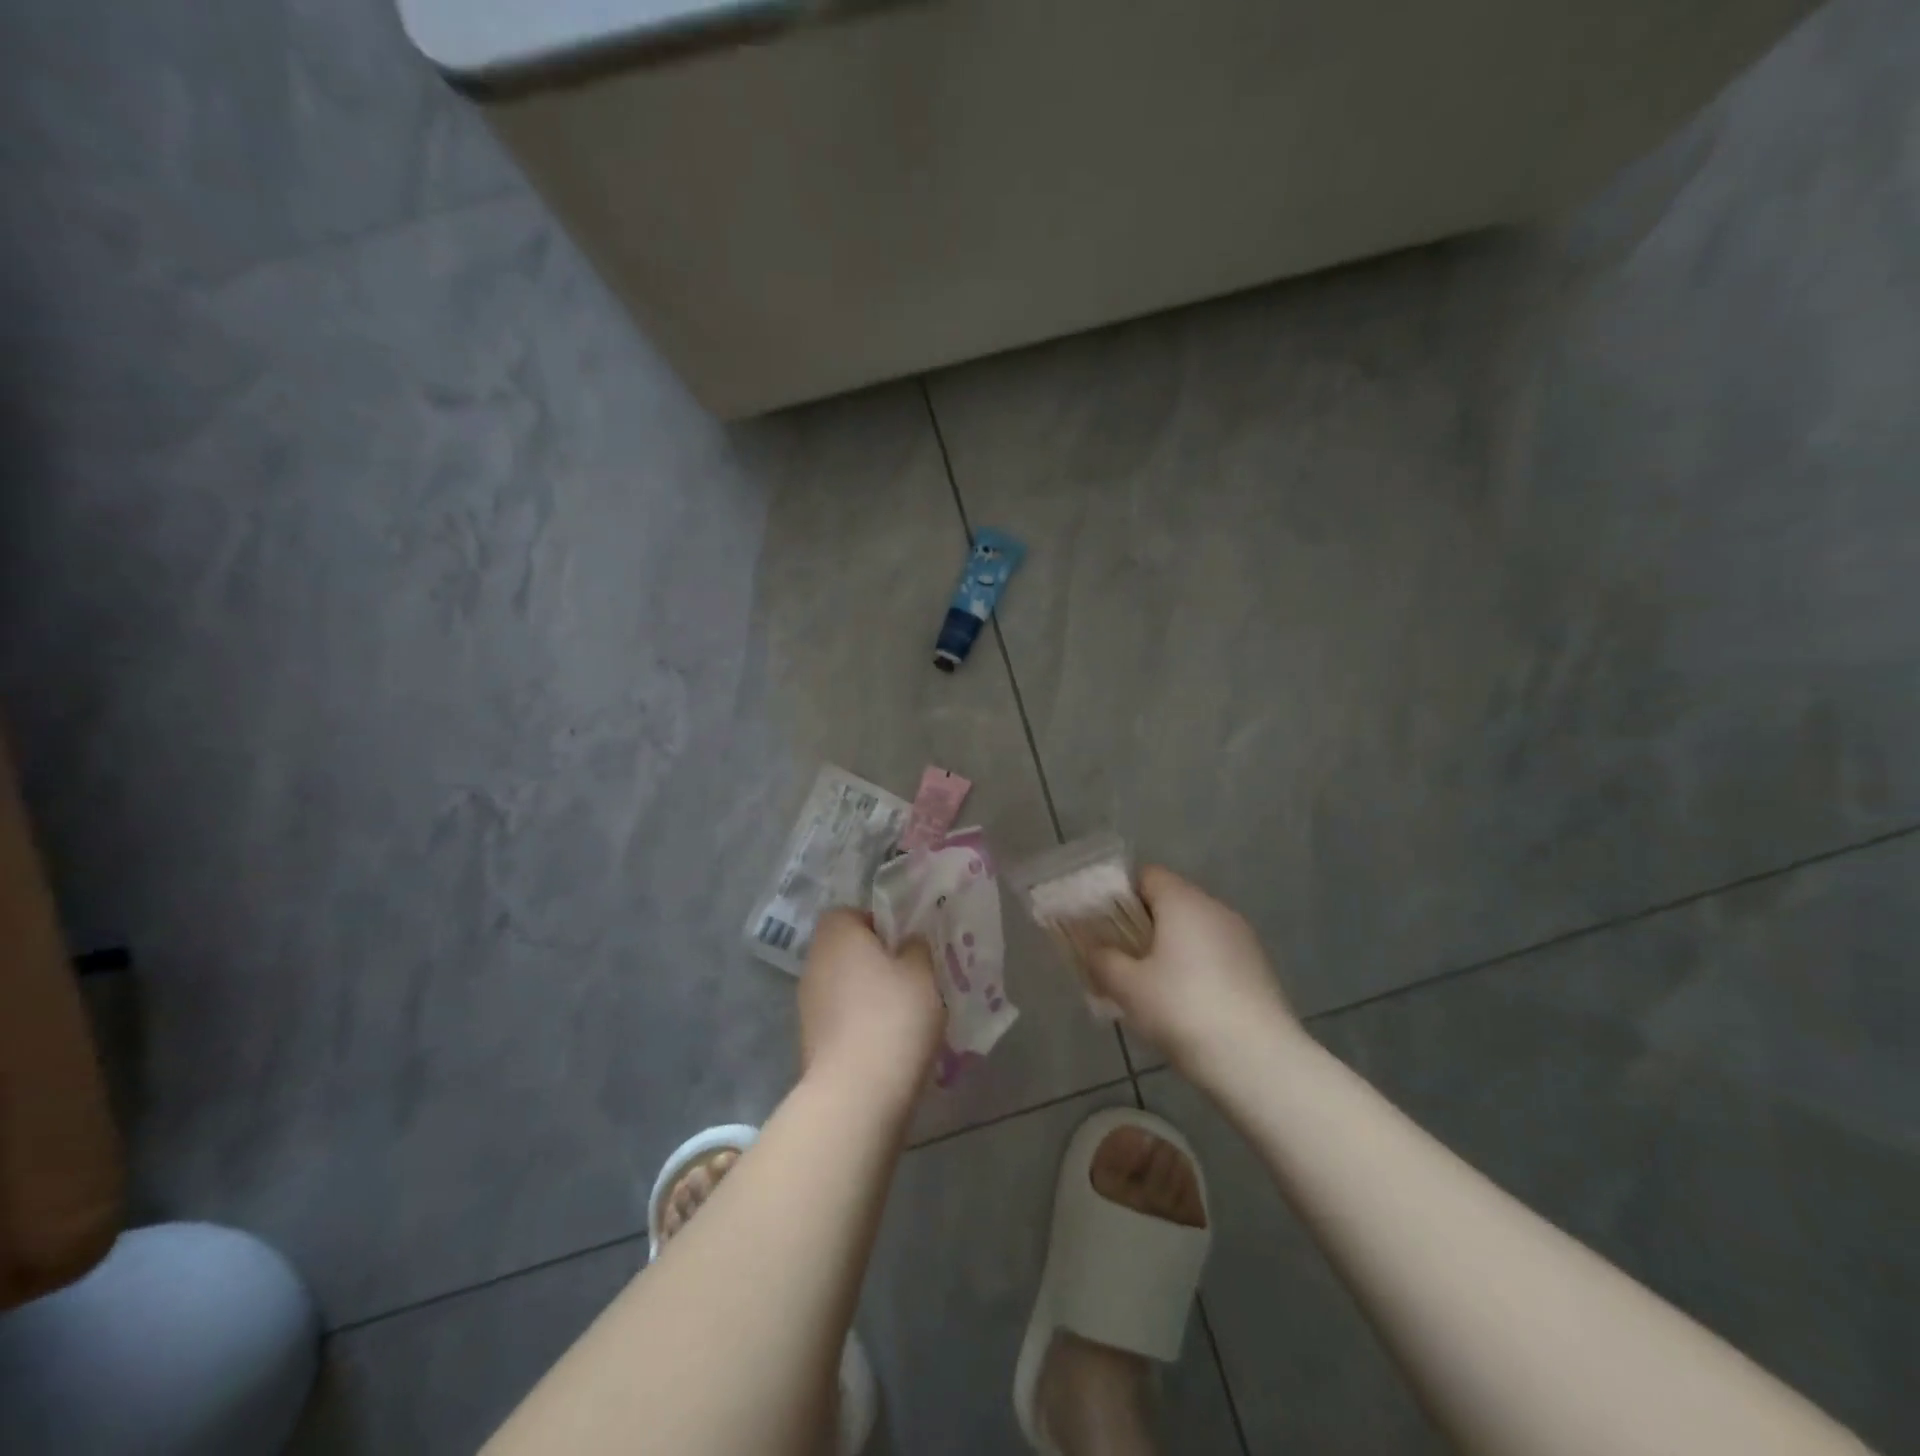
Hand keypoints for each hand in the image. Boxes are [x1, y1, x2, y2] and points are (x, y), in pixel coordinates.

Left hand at [798, 908, 943, 1105]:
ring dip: (865, 993)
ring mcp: (807, 1003)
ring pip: (841, 984)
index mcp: (837, 934)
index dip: (878, 924)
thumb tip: (908, 942)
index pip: (850, 913)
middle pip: (845, 949)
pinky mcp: (809, 1039)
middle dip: (874, 960)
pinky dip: (858, 1022)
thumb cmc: (893, 1015)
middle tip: (909, 976)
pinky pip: (839, 1017)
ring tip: (902, 1012)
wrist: (857, 1091)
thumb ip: (917, 948)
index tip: (905, 944)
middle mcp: (814, 961)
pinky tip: (885, 1041)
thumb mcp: (922, 972)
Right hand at [1086, 866, 1301, 1082]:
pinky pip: (1213, 954)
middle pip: (1170, 902)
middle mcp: (1215, 909)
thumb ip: (1101, 959)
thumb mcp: (1127, 986)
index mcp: (1183, 901)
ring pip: (1193, 931)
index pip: (1146, 876)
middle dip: (1141, 926)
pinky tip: (1182, 1004)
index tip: (1101, 925)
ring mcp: (1241, 938)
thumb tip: (1090, 947)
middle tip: (1117, 958)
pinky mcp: (1257, 969)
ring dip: (1168, 949)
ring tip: (1146, 986)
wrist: (1258, 1062)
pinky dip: (1193, 968)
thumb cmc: (1182, 1010)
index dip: (1119, 895)